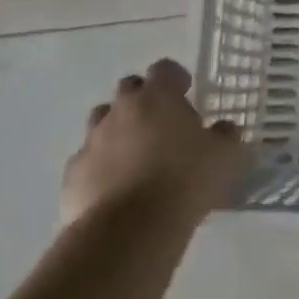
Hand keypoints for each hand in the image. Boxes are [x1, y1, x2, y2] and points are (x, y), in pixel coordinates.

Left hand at [61, 60, 247, 226]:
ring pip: (101, 121)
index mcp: (159, 97)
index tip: (186, 91)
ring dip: (117, 129)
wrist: (129, 230)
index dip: (175, 78)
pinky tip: (115, 187)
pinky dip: (100, 166)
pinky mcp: (73, 174)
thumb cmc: (185, 181)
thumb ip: (225, 136)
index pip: (164, 69)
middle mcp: (122, 110)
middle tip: (161, 123)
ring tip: (136, 154)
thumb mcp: (224, 156)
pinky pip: (87, 160)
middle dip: (143, 99)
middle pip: (128, 89)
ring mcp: (92, 140)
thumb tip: (224, 128)